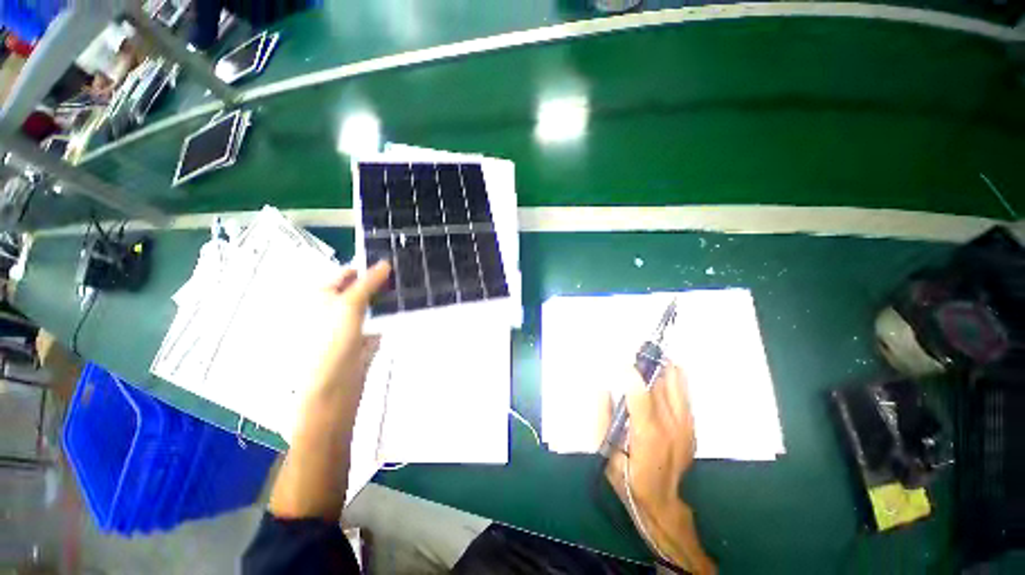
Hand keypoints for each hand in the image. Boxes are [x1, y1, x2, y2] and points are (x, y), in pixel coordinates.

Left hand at [304, 261, 390, 408]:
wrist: (334, 386)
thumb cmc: (332, 341)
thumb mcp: (350, 304)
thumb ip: (368, 282)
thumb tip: (386, 263)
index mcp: (322, 297)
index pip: (347, 274)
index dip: (368, 268)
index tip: (393, 264)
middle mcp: (333, 310)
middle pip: (360, 290)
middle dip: (380, 285)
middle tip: (404, 277)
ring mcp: (348, 327)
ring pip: (371, 308)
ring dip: (386, 302)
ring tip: (407, 292)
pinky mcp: (361, 342)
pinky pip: (377, 325)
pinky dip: (388, 320)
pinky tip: (402, 315)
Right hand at [604, 364, 715, 573]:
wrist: (662, 502)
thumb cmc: (628, 478)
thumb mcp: (605, 452)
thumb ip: (602, 418)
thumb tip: (603, 389)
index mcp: (647, 436)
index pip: (641, 397)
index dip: (631, 376)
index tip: (621, 363)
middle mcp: (671, 428)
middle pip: (658, 386)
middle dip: (645, 368)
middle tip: (634, 355)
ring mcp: (685, 427)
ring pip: (675, 387)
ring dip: (661, 369)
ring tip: (650, 357)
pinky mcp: (691, 427)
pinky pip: (685, 395)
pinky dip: (676, 379)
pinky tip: (669, 369)